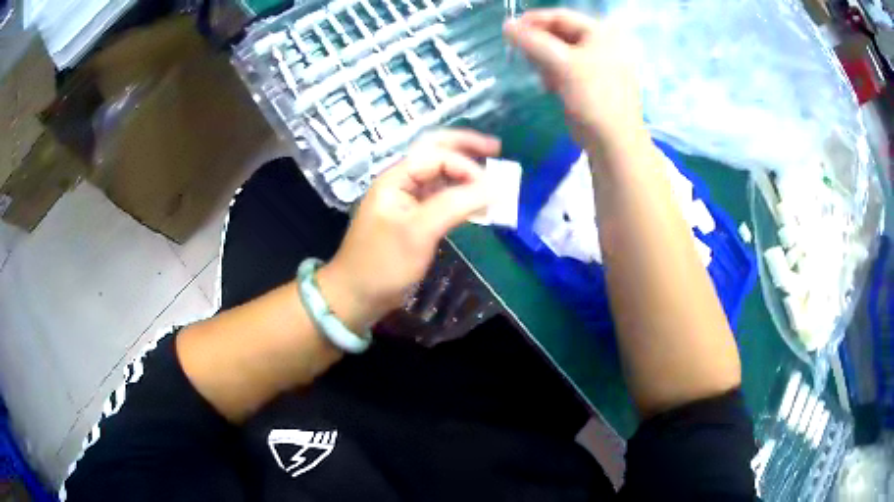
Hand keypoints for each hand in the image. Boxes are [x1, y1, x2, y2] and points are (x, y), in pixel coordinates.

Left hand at [317, 130, 499, 330]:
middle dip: (465, 147)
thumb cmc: (383, 263)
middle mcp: (402, 181)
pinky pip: (441, 197)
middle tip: (496, 148)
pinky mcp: (414, 218)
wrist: (357, 295)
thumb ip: (455, 205)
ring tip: (492, 171)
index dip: (466, 166)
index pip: (436, 155)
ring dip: (465, 170)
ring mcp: (407, 199)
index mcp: (396, 177)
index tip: (491, 189)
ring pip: (440, 174)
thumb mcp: (419, 232)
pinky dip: (460, 195)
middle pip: (435, 151)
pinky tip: (476, 201)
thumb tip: (494, 187)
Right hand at [504, 9, 648, 155]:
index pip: (560, 16)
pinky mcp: (593, 82)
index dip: (533, 20)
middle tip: (520, 53)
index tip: (508, 30)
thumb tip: (506, 25)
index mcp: (601, 33)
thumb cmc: (592, 96)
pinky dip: (554, 72)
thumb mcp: (561, 63)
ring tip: (537, 72)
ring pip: (561, 51)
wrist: (613, 140)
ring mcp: (598, 63)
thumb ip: (532, 41)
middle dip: (539, 43)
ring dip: (544, 59)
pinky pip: (567, 68)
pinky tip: (549, 84)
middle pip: (561, 33)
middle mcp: (602, 43)